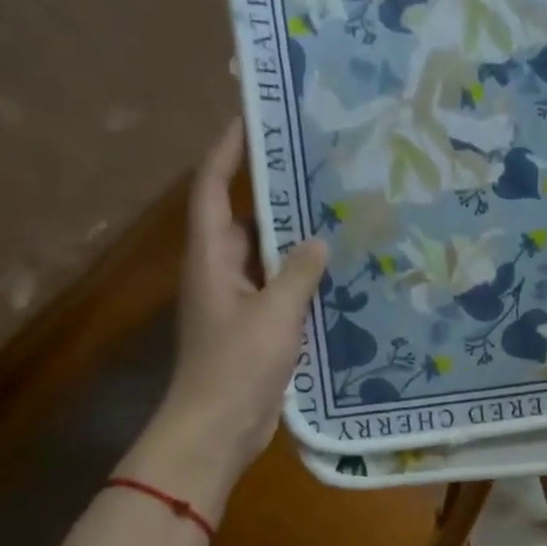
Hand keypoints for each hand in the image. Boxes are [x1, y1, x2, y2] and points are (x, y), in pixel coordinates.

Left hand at [126, 122, 327, 513]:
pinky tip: (336, 275)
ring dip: (292, 239)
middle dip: (271, 193)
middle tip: (314, 168)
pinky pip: (278, 291)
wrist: (218, 429)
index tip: (251, 117)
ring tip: (334, 215)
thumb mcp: (274, 314)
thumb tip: (318, 239)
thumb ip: (298, 273)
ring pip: (264, 258)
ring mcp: (236, 303)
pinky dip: (301, 279)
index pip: (213, 189)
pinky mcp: (254, 330)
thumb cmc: (237, 366)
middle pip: (242, 219)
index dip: (226, 150)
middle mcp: (219, 273)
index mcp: (210, 258)